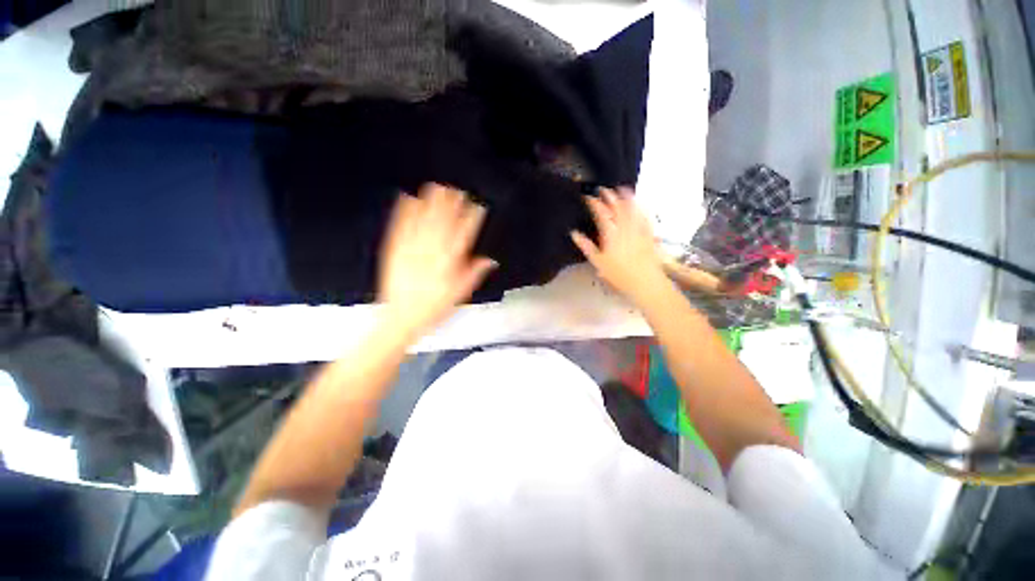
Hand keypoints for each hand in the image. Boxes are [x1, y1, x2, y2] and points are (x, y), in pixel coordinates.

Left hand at [378, 184, 495, 339]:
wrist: (402, 318)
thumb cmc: (434, 308)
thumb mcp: (460, 294)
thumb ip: (474, 273)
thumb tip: (490, 260)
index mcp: (450, 262)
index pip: (464, 235)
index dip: (472, 218)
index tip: (477, 206)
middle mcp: (432, 251)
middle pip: (444, 222)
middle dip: (452, 204)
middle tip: (457, 190)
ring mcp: (412, 248)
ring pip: (424, 220)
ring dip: (431, 203)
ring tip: (437, 187)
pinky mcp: (395, 250)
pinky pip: (400, 227)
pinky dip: (404, 212)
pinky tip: (408, 198)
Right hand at [571, 187, 668, 304]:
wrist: (645, 282)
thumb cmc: (619, 275)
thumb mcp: (598, 262)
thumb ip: (586, 246)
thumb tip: (574, 234)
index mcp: (610, 234)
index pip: (601, 213)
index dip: (594, 203)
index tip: (588, 197)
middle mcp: (625, 227)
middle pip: (617, 206)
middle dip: (609, 196)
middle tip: (603, 190)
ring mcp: (639, 229)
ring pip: (632, 208)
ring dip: (626, 197)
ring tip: (621, 189)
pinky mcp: (649, 233)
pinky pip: (644, 215)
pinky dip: (640, 207)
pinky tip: (639, 204)